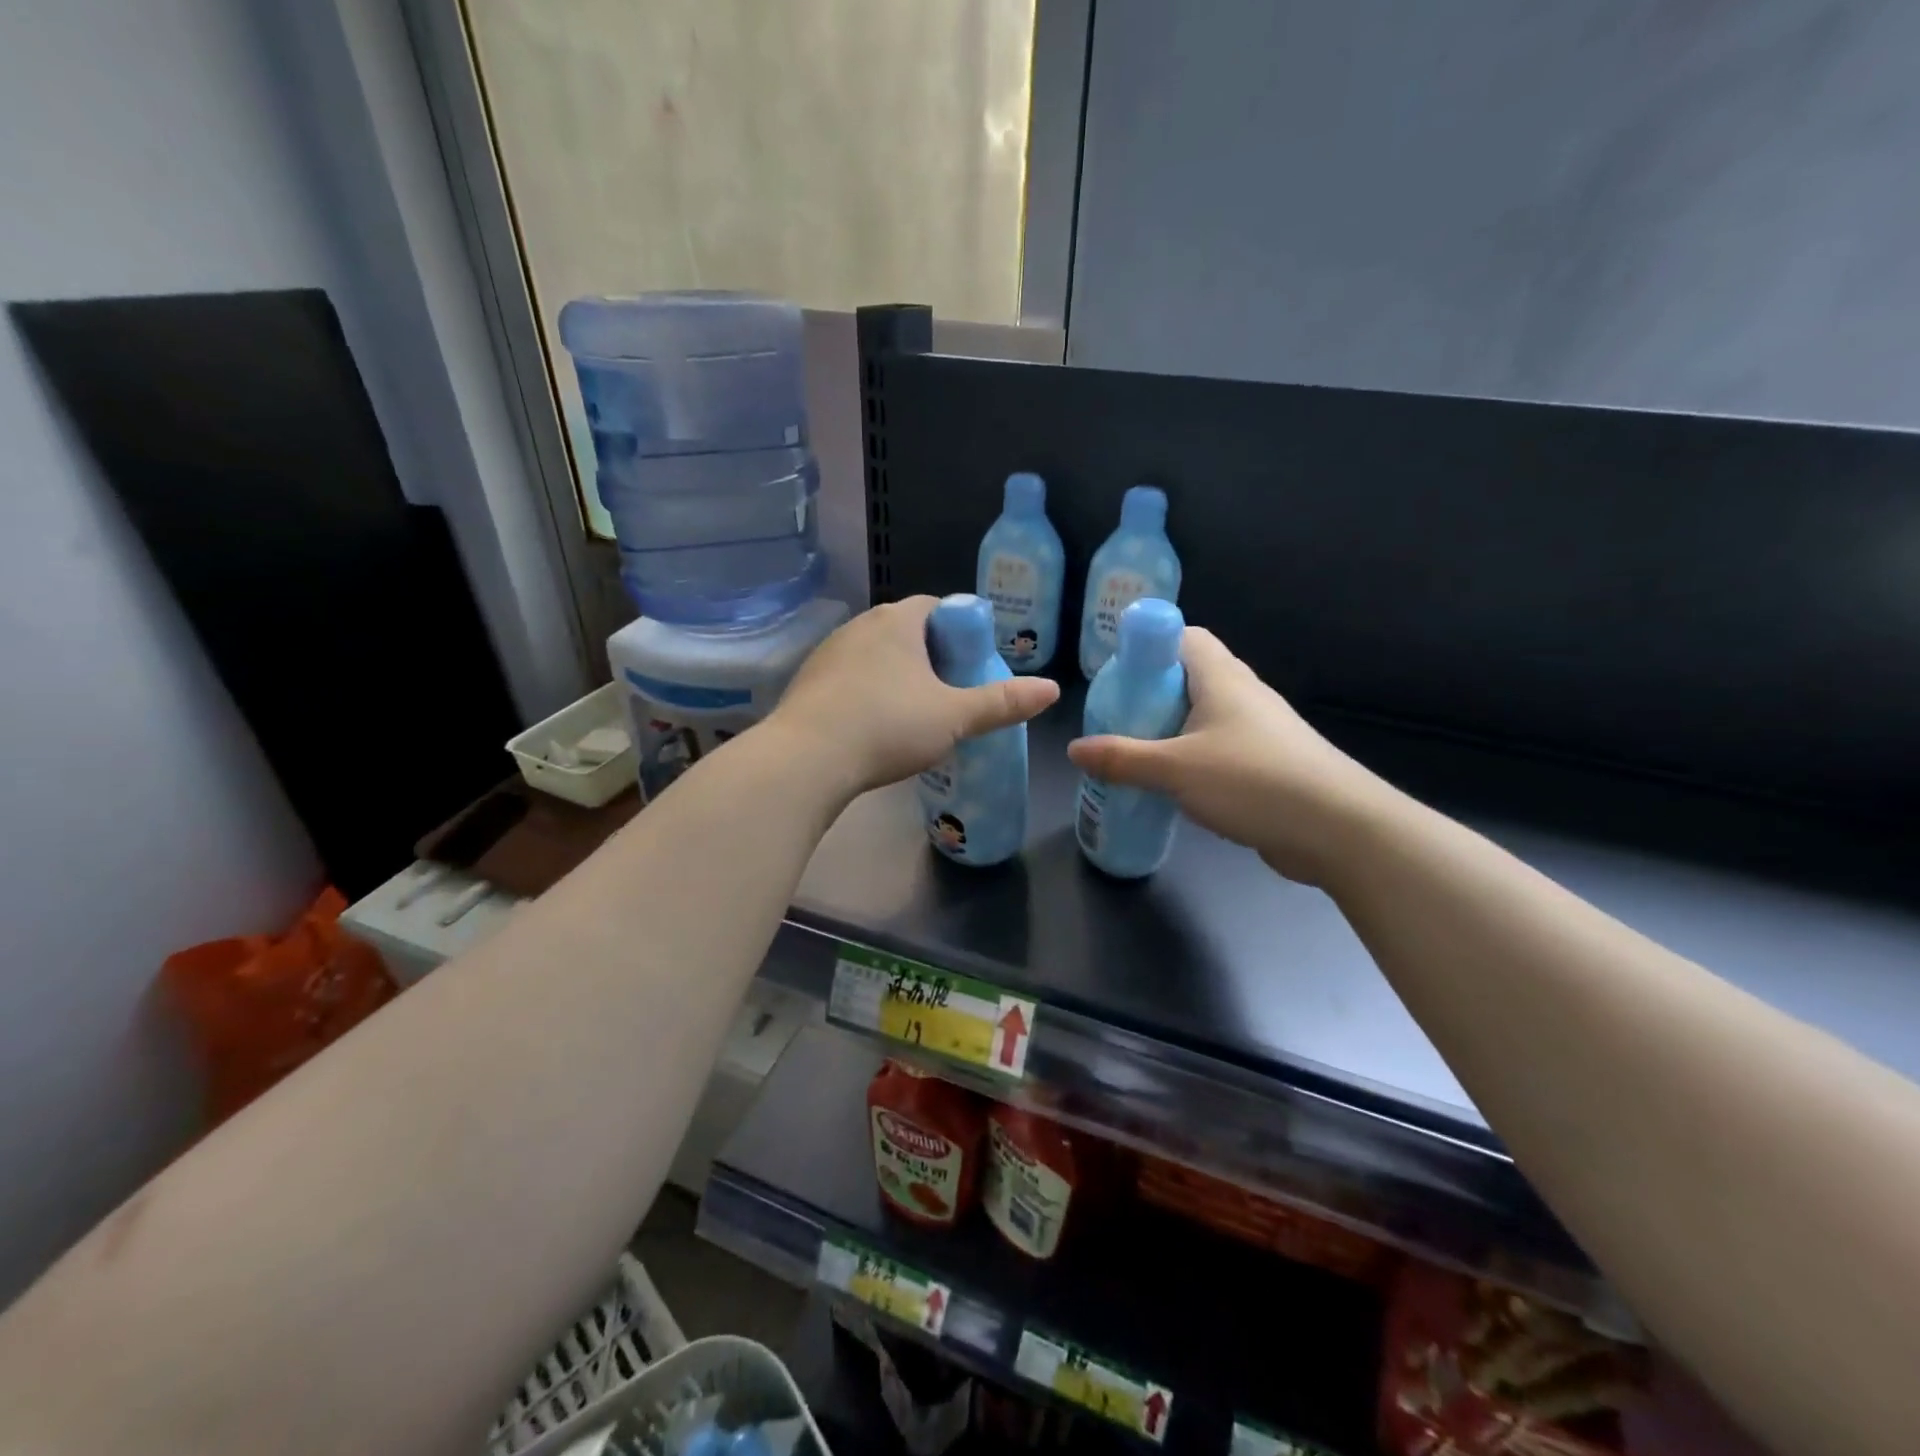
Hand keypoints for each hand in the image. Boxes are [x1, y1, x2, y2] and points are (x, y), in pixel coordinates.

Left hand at [773, 597, 1060, 796]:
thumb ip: (1002, 703)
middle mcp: (860, 625)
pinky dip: (867, 692)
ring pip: (875, 654)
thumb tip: (1052, 689)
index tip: (972, 664)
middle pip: (906, 630)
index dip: (960, 630)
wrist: (807, 759)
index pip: (937, 607)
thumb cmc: (888, 726)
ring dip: (897, 674)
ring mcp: (828, 652)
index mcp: (897, 621)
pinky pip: (849, 677)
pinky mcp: (808, 681)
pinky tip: (873, 725)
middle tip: (950, 692)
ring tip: (913, 712)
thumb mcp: (954, 717)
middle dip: (931, 655)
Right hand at [1066, 628, 1387, 884]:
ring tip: (1135, 752)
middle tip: (1116, 719)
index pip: (1185, 636)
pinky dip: (1192, 757)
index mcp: (1223, 678)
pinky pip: (1218, 747)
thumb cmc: (1253, 781)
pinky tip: (1172, 784)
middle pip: (1190, 677)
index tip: (1117, 673)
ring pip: (1204, 716)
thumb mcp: (1174, 769)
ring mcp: (1260, 730)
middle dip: (1151, 694)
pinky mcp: (1268, 763)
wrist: (1338, 829)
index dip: (1150, 645)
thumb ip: (1121, 758)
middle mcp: (1243, 694)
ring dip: (1170, 730)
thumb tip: (1074, 749)